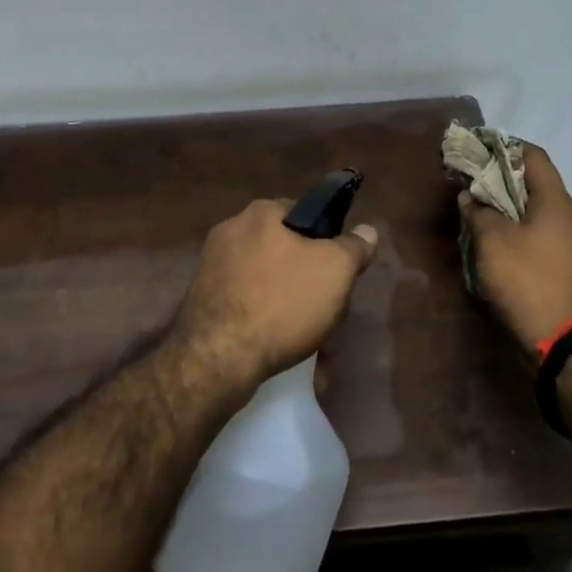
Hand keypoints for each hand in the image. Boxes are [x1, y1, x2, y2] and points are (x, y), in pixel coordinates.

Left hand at [172, 199, 378, 391]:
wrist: (217, 358)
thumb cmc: (282, 302)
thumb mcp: (335, 270)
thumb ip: (354, 247)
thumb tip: (367, 230)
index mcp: (260, 214)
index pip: (306, 215)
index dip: (329, 244)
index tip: (340, 275)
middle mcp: (231, 232)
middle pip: (289, 254)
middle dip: (312, 285)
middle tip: (330, 316)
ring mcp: (213, 268)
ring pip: (271, 284)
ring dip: (294, 310)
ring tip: (314, 344)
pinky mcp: (204, 302)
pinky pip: (248, 306)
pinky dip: (268, 324)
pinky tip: (284, 350)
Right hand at [459, 144, 571, 359]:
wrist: (567, 344)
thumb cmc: (528, 281)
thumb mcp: (492, 242)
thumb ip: (478, 212)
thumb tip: (469, 195)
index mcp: (556, 202)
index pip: (533, 156)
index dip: (504, 147)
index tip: (477, 150)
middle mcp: (571, 218)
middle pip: (536, 185)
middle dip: (503, 181)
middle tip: (472, 184)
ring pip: (539, 214)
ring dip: (511, 210)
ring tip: (481, 215)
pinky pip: (544, 239)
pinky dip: (521, 234)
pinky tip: (499, 246)